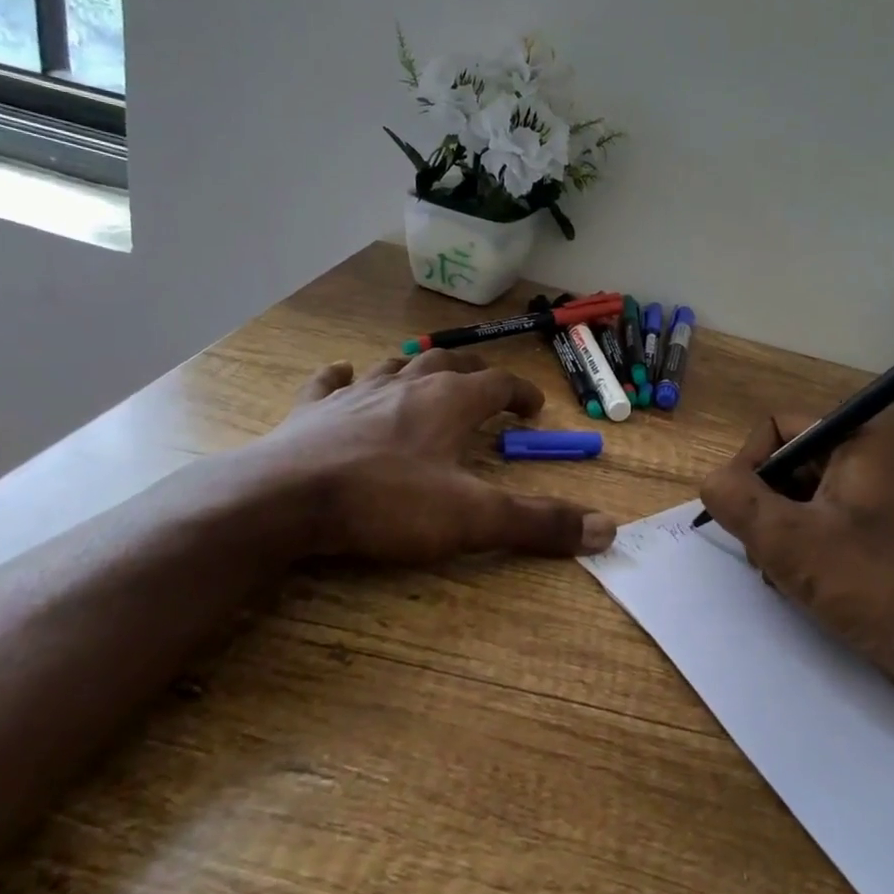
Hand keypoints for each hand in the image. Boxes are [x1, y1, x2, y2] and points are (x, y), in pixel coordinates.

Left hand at [218, 349, 616, 566]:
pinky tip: (342, 374)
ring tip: (426, 375)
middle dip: (475, 370)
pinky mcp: (311, 412)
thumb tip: (608, 530)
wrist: (286, 499)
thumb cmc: (387, 503)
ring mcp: (355, 395)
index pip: (498, 384)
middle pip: (449, 363)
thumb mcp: (472, 518)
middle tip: (489, 384)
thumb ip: (539, 523)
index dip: (520, 393)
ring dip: (416, 368)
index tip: (534, 408)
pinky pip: (329, 383)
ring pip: (395, 367)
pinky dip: (341, 377)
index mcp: (449, 402)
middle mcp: (406, 387)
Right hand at [698, 411, 893, 700]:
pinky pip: (823, 521)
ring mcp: (879, 495)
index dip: (748, 465)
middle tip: (763, 552)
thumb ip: (736, 500)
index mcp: (859, 439)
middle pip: (788, 462)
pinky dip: (803, 546)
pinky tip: (802, 584)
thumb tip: (713, 482)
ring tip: (783, 574)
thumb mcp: (788, 540)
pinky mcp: (881, 530)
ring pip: (801, 496)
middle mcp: (872, 456)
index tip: (742, 514)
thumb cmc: (871, 584)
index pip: (777, 427)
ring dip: (779, 531)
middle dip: (764, 506)